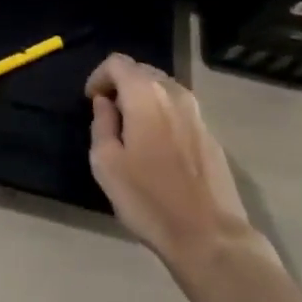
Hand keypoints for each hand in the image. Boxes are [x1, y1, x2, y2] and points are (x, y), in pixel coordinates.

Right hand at [86, 54, 271, 276]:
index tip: (90, 100)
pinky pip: (180, 111)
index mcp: (145, 93)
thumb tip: (105, 104)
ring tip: (133, 129)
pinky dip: (163, 116)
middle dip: (122, 84)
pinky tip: (159, 147)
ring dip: (144, 99)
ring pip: (164, 90)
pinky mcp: (211, 136)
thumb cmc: (150, 199)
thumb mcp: (107, 164)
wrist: (211, 238)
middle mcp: (173, 92)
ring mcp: (197, 113)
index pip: (117, 62)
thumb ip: (101, 124)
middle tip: (109, 112)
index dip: (99, 76)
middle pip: (142, 71)